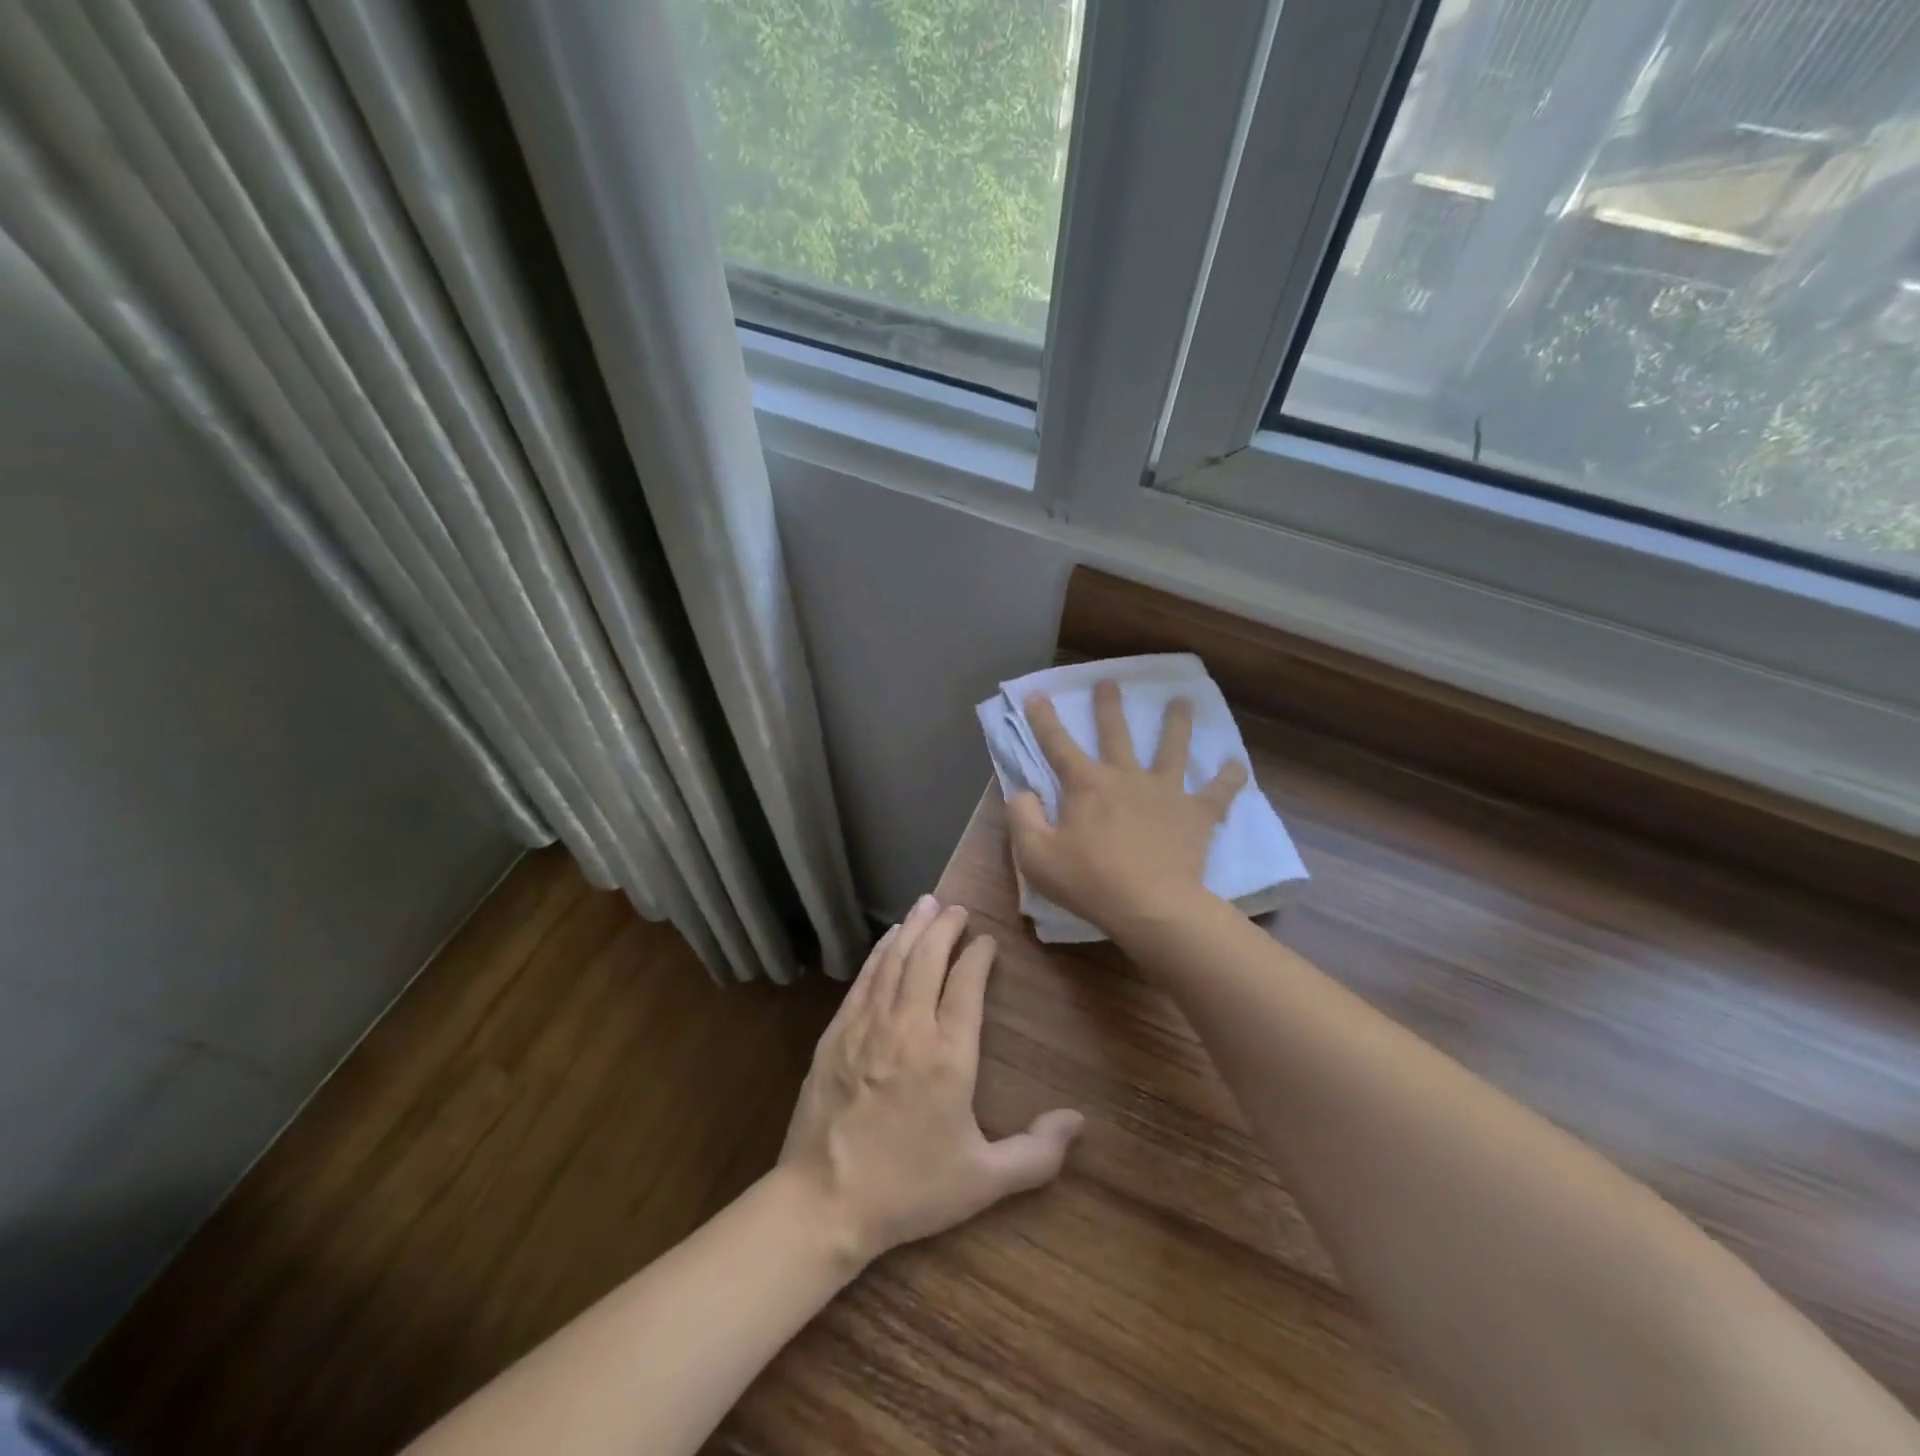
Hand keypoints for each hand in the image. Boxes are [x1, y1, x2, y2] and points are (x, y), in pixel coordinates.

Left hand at [778, 895, 1083, 1268]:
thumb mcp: (982, 1181)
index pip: (966, 984)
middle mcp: (908, 1027)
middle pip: (928, 958)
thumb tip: (1079, 1121)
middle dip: (945, 926)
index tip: (988, 941)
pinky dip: (880, 953)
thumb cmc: (909, 1190)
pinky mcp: (836, 1033)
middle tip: (957, 908)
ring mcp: (867, 1026)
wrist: (822, 1202)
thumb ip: (1036, 1154)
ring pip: (894, 961)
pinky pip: (864, 979)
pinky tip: (888, 940)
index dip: (978, 956)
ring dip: (913, 929)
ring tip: (926, 904)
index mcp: (948, 1055)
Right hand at [1008, 679, 1245, 934]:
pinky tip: (1237, 765)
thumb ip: (1022, 818)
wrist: (1150, 906)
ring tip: (1182, 702)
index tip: (1036, 695)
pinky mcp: (1196, 813)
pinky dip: (1229, 778)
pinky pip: (1218, 792)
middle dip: (1109, 706)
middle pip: (1116, 733)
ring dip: (1176, 723)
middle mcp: (1125, 776)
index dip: (1044, 719)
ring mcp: (1164, 791)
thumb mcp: (1035, 855)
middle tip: (1110, 682)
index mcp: (1085, 784)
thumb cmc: (1088, 881)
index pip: (1057, 744)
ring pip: (1172, 748)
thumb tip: (1023, 792)